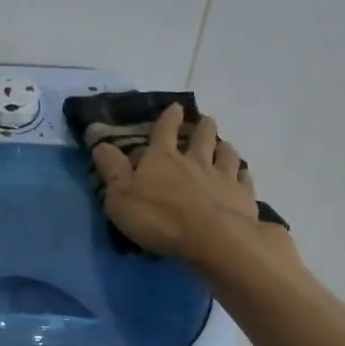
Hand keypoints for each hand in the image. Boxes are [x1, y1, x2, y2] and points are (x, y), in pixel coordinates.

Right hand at [90, 104, 267, 259]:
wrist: (213, 239)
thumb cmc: (159, 218)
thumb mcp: (121, 197)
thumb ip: (111, 170)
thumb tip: (100, 143)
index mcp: (162, 159)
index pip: (164, 131)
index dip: (168, 118)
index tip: (175, 107)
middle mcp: (195, 161)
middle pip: (201, 138)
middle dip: (203, 127)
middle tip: (206, 120)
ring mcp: (222, 177)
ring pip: (226, 154)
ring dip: (224, 147)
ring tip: (225, 144)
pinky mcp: (243, 196)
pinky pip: (244, 179)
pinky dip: (242, 174)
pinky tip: (243, 174)